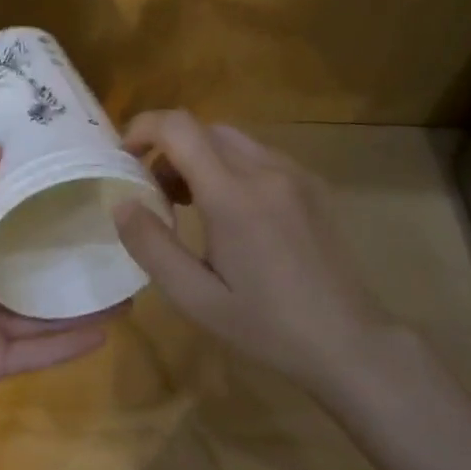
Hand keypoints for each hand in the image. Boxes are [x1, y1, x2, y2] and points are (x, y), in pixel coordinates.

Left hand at [0, 142, 118, 435]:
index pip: (1, 219)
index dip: (33, 202)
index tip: (75, 183)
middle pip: (29, 267)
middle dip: (66, 256)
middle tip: (113, 239)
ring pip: (42, 312)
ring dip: (79, 303)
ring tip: (124, 288)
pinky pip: (39, 350)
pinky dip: (70, 344)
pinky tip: (108, 331)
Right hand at [112, 111, 416, 397]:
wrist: (348, 341)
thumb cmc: (266, 325)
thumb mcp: (195, 297)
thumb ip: (152, 246)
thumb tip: (122, 203)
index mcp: (233, 196)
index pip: (179, 128)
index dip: (143, 128)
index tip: (124, 157)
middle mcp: (266, 171)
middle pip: (203, 129)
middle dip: (168, 149)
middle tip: (155, 193)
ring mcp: (295, 174)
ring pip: (231, 140)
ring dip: (199, 156)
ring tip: (190, 203)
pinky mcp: (312, 185)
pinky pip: (259, 155)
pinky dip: (230, 165)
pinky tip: (232, 211)